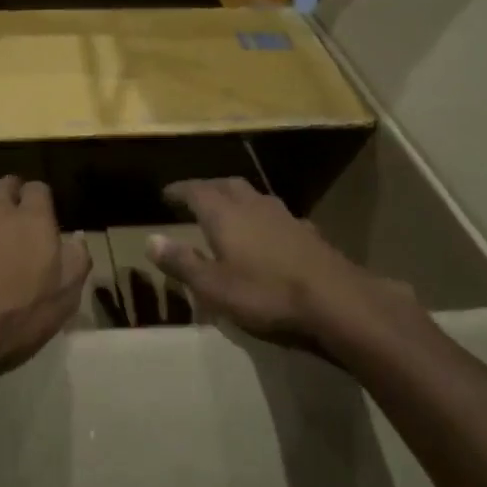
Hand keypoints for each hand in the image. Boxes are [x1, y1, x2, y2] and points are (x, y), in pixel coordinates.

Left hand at [0, 177, 90, 396]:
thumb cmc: (18, 320)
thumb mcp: (64, 299)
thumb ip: (75, 262)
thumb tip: (76, 237)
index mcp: (32, 222)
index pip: (39, 190)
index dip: (39, 198)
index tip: (40, 212)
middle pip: (2, 184)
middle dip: (7, 190)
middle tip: (8, 207)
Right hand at [150, 178, 417, 351]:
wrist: (336, 301)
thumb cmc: (265, 294)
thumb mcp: (213, 286)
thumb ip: (182, 262)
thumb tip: (150, 240)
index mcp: (225, 214)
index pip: (196, 191)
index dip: (179, 190)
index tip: (165, 193)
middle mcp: (253, 205)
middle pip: (226, 185)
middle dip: (207, 188)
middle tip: (194, 198)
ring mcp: (284, 216)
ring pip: (253, 196)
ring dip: (236, 199)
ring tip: (226, 211)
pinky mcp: (307, 232)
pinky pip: (275, 215)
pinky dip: (261, 218)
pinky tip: (265, 234)